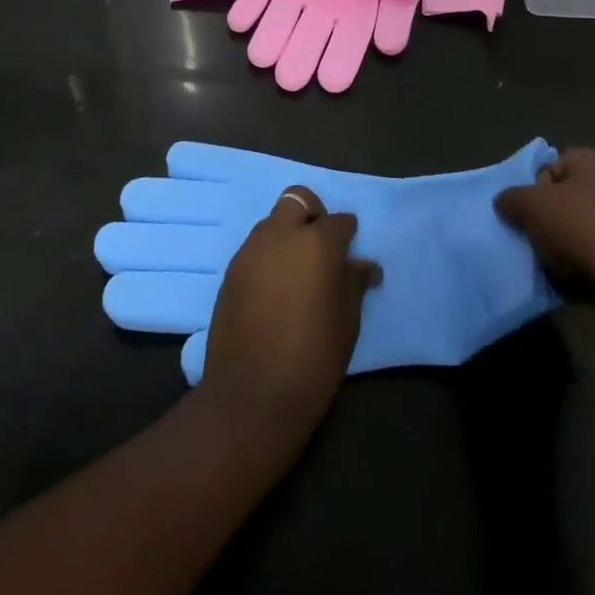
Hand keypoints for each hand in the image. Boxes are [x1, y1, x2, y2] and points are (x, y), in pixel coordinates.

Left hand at [199, 187, 381, 440]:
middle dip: (313, 213)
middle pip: (297, 199)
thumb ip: (353, 284)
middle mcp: (281, 235)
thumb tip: (363, 265)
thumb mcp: (346, 323)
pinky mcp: (231, 270)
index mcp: (317, 244)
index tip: (351, 250)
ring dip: (287, 234)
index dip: (347, 233)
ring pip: (273, 222)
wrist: (251, 395)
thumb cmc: (312, 360)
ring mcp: (251, 250)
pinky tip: (275, 286)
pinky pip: (255, 247)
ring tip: (297, 270)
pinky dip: (269, 255)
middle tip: (321, 246)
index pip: (339, 221)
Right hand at [494, 148, 594, 304]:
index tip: (527, 214)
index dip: (534, 189)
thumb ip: (511, 199)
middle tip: (538, 241)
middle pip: (569, 198)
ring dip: (569, 245)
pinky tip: (582, 280)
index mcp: (593, 159)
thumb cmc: (580, 227)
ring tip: (558, 265)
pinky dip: (592, 265)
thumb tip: (506, 202)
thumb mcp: (530, 206)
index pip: (550, 166)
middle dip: (551, 219)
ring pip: (586, 228)